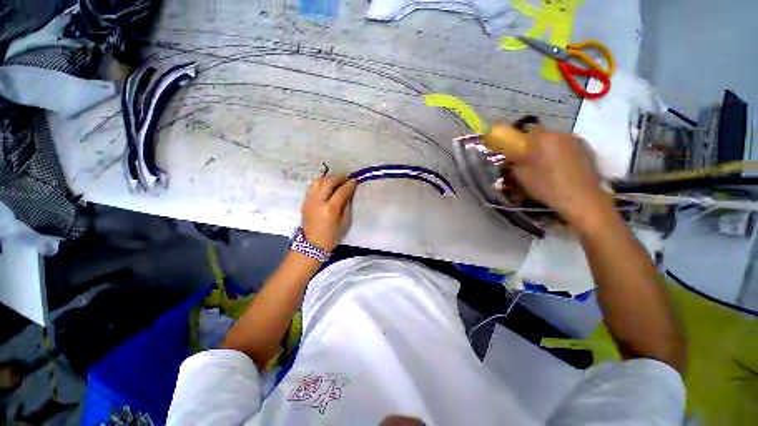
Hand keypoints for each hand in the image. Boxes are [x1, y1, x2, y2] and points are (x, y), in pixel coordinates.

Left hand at [301, 175, 357, 251]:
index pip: (341, 191)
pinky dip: (321, 183)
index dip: (350, 184)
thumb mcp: (345, 222)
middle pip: (328, 181)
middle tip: (346, 179)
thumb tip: (349, 193)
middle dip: (339, 177)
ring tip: (336, 181)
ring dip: (329, 178)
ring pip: (318, 181)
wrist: (312, 245)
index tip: (355, 181)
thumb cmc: (332, 236)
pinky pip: (313, 186)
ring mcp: (309, 200)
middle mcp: (318, 201)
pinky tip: (327, 186)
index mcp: (330, 209)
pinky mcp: (305, 201)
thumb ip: (347, 205)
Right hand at [504, 128, 613, 229]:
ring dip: (547, 152)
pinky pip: (567, 149)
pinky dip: (560, 156)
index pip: (524, 133)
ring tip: (544, 169)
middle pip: (541, 137)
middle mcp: (562, 134)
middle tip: (528, 164)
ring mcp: (577, 141)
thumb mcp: (522, 176)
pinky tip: (560, 171)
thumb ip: (513, 162)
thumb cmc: (547, 186)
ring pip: (555, 143)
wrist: (582, 199)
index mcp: (544, 138)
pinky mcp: (588, 150)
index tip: (513, 156)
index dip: (517, 144)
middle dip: (532, 148)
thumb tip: (509, 156)